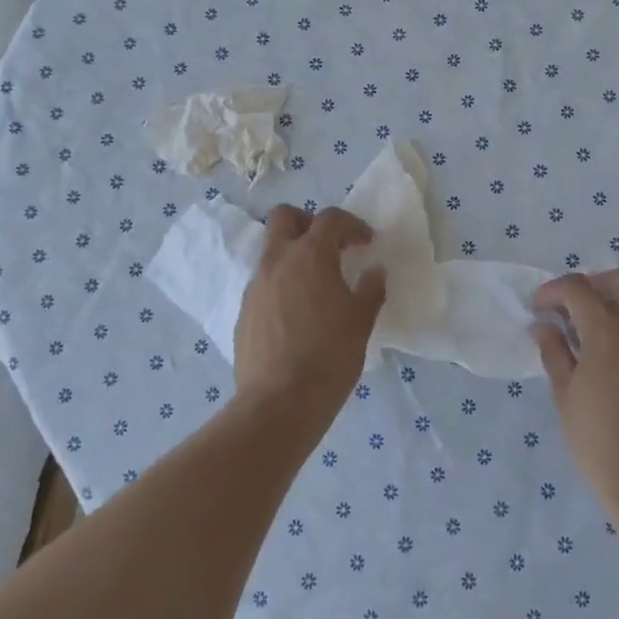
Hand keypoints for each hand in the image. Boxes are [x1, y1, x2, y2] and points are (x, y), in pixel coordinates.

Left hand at [234, 205, 386, 416]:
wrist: (280, 402)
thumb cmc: (329, 355)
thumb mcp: (361, 321)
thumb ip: (370, 290)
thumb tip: (375, 272)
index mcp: (310, 256)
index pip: (330, 219)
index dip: (352, 225)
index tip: (366, 243)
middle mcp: (277, 261)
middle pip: (284, 217)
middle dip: (307, 222)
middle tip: (329, 246)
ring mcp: (255, 286)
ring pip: (271, 251)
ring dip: (293, 255)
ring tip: (315, 284)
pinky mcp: (244, 312)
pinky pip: (263, 284)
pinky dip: (281, 285)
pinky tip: (297, 314)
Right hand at [532, 269, 618, 520]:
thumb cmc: (600, 443)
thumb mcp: (565, 397)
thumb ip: (554, 353)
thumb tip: (543, 327)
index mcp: (609, 333)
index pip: (579, 288)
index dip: (553, 291)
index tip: (538, 308)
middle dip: (590, 284)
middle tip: (567, 309)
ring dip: (611, 301)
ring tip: (586, 330)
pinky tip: (607, 351)